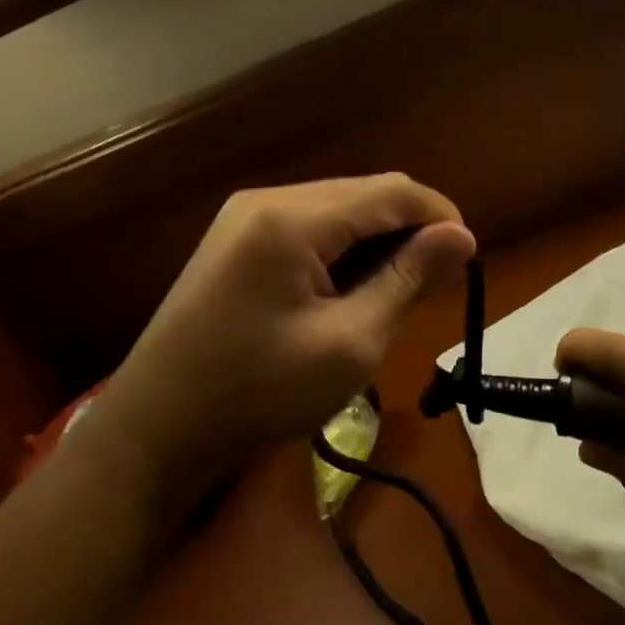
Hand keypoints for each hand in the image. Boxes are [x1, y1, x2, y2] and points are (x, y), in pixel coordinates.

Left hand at [79, 176, 475, 497]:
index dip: (441, 216)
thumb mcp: (349, 343)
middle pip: (364, 194)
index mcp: (293, 218)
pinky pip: (309, 229)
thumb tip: (460, 236)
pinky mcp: (236, 242)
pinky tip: (355, 290)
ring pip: (338, 210)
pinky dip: (344, 252)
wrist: (155, 432)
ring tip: (402, 292)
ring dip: (379, 242)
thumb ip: (407, 279)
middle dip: (410, 230)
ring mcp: (245, 218)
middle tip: (439, 285)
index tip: (469, 261)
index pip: (391, 191)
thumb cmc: (258, 394)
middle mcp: (268, 200)